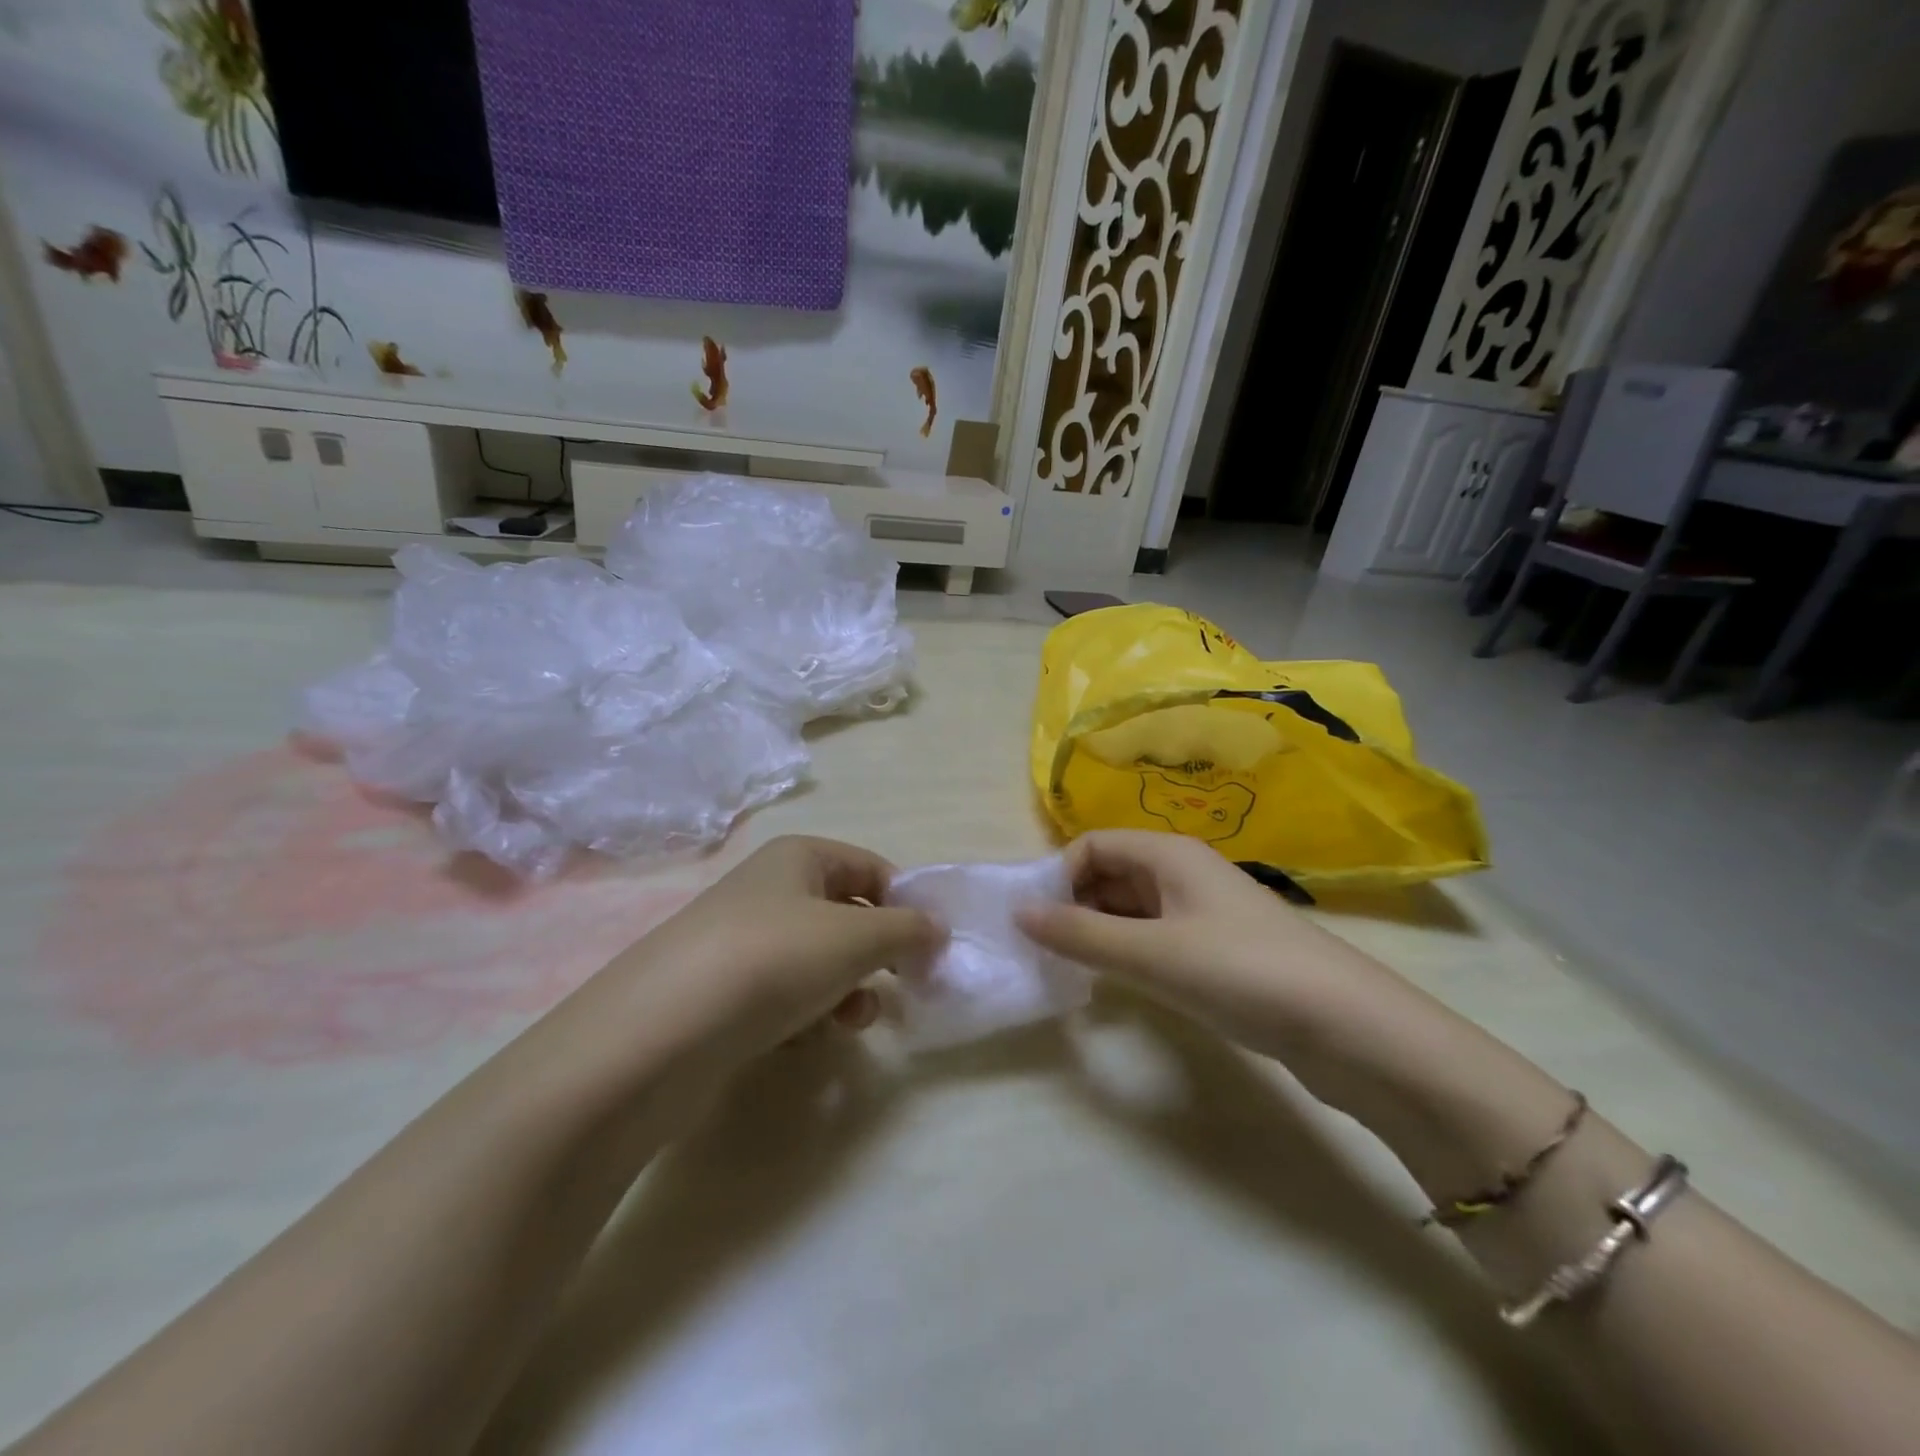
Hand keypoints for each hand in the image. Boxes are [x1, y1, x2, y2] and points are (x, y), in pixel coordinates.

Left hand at [599, 835, 943, 1061]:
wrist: (659, 1034)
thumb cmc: (773, 960)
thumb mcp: (856, 937)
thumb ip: (907, 930)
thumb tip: (938, 929)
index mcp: (799, 857)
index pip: (872, 868)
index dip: (905, 904)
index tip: (928, 949)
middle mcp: (769, 890)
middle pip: (845, 915)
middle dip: (875, 954)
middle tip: (896, 988)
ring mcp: (741, 941)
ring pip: (817, 960)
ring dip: (845, 990)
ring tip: (851, 1021)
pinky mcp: (722, 991)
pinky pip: (782, 994)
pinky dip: (805, 1014)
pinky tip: (804, 1041)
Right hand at [1015, 829, 1403, 1059]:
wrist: (1348, 1027)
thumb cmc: (1240, 971)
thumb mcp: (1151, 952)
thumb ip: (1081, 934)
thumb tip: (1018, 913)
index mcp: (1168, 853)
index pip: (1093, 845)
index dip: (1058, 876)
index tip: (1036, 922)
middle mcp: (1183, 871)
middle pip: (1110, 873)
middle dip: (1073, 905)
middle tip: (1044, 951)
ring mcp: (1202, 912)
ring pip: (1132, 908)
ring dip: (1098, 931)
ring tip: (1069, 970)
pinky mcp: (1217, 950)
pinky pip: (1155, 937)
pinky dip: (1127, 952)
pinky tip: (1115, 983)